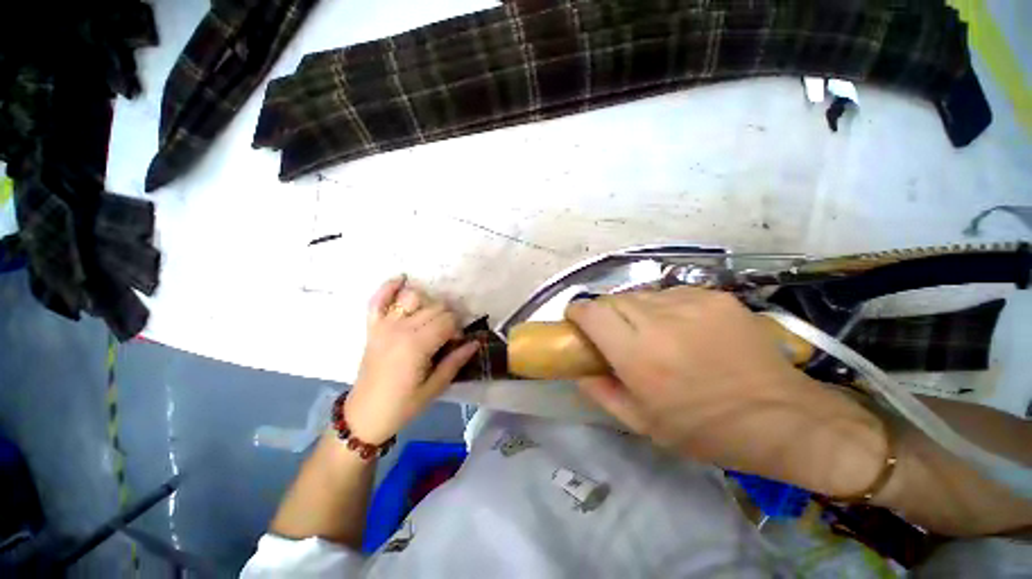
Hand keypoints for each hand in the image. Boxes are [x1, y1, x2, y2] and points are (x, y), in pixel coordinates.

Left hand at [344, 277, 477, 444]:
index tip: (456, 343)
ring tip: (430, 318)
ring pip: (413, 297)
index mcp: (417, 345)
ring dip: (427, 303)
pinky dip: (388, 288)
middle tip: (446, 336)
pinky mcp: (373, 327)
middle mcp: (401, 328)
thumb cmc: (403, 405)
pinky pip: (378, 300)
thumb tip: (476, 342)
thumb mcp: (435, 387)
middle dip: (447, 317)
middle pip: (435, 307)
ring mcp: (384, 325)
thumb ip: (456, 361)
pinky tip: (401, 280)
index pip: (448, 321)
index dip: (457, 329)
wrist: (364, 415)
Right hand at [565, 288, 886, 495]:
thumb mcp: (643, 424)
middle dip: (605, 313)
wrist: (783, 418)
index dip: (578, 311)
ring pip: (642, 294)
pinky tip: (682, 328)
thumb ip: (602, 393)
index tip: (576, 319)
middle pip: (614, 299)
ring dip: (635, 311)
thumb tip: (579, 371)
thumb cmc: (706, 430)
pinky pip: (672, 294)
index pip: (593, 313)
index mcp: (640, 356)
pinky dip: (664, 307)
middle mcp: (662, 322)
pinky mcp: (716, 296)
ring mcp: (692, 303)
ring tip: (651, 333)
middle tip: (614, 334)